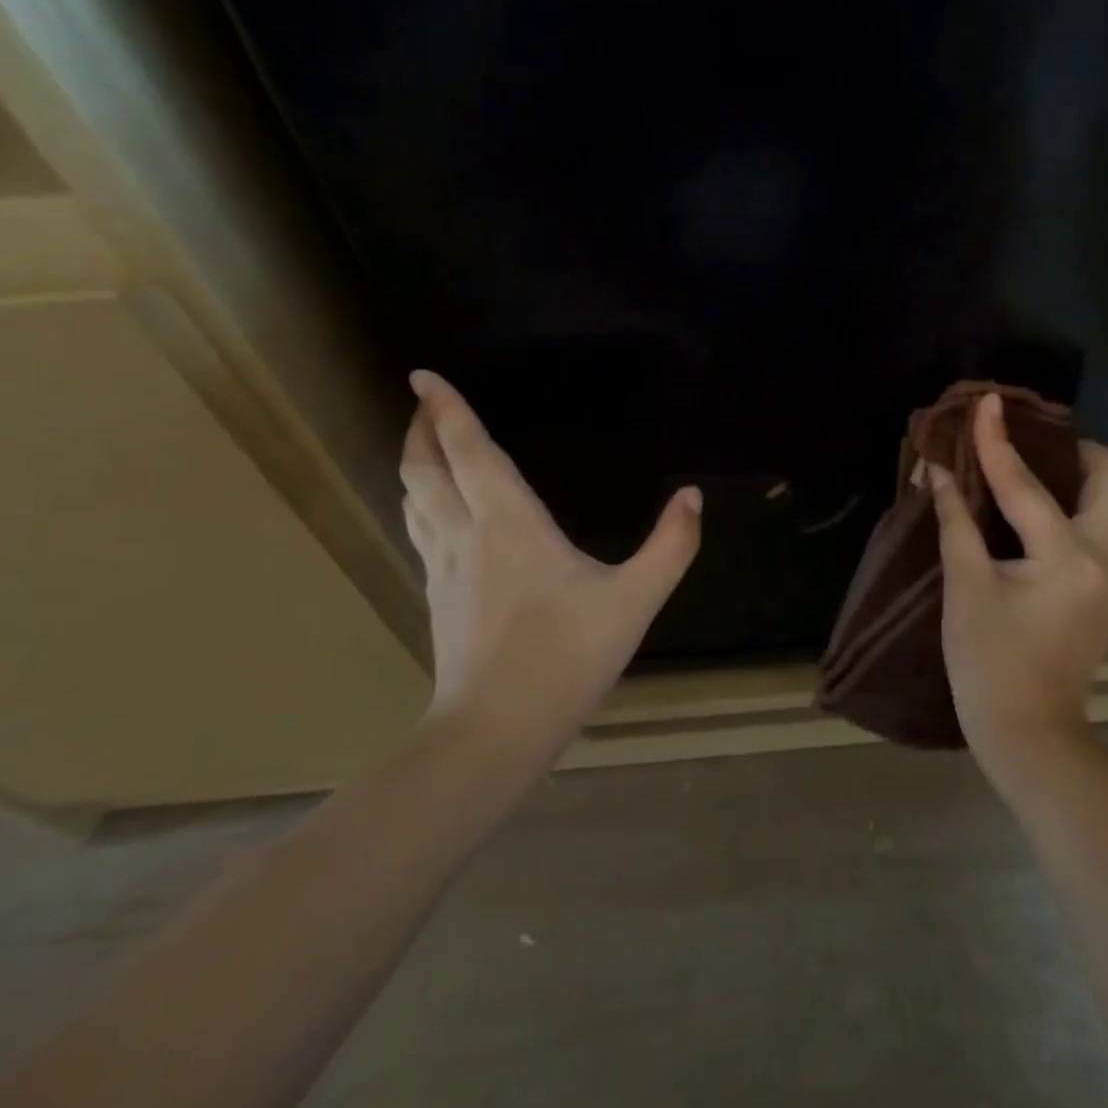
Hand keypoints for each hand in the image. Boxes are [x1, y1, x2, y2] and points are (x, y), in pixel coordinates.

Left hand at [399, 370, 702, 766]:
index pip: (469, 451)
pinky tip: (437, 514)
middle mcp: (466, 535)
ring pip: (415, 501)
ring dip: (415, 465)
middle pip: (425, 470)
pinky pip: (421, 531)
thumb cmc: (565, 656)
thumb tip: (693, 496)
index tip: (423, 376)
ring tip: (425, 447)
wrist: (495, 732)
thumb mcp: (635, 599)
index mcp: (508, 523)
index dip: (447, 410)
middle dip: (421, 430)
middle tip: (422, 402)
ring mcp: (444, 568)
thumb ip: (671, 546)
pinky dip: (422, 503)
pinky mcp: (438, 598)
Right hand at [928, 393, 1107, 787]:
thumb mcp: (965, 588)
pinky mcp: (1107, 591)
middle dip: (1075, 449)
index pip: (1027, 484)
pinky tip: (1029, 517)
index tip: (986, 402)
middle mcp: (1105, 558)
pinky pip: (1098, 528)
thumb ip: (955, 521)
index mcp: (1067, 558)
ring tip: (1025, 473)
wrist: (1030, 735)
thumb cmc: (988, 664)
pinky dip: (1069, 508)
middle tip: (1030, 447)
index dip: (997, 441)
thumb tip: (938, 471)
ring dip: (1074, 477)